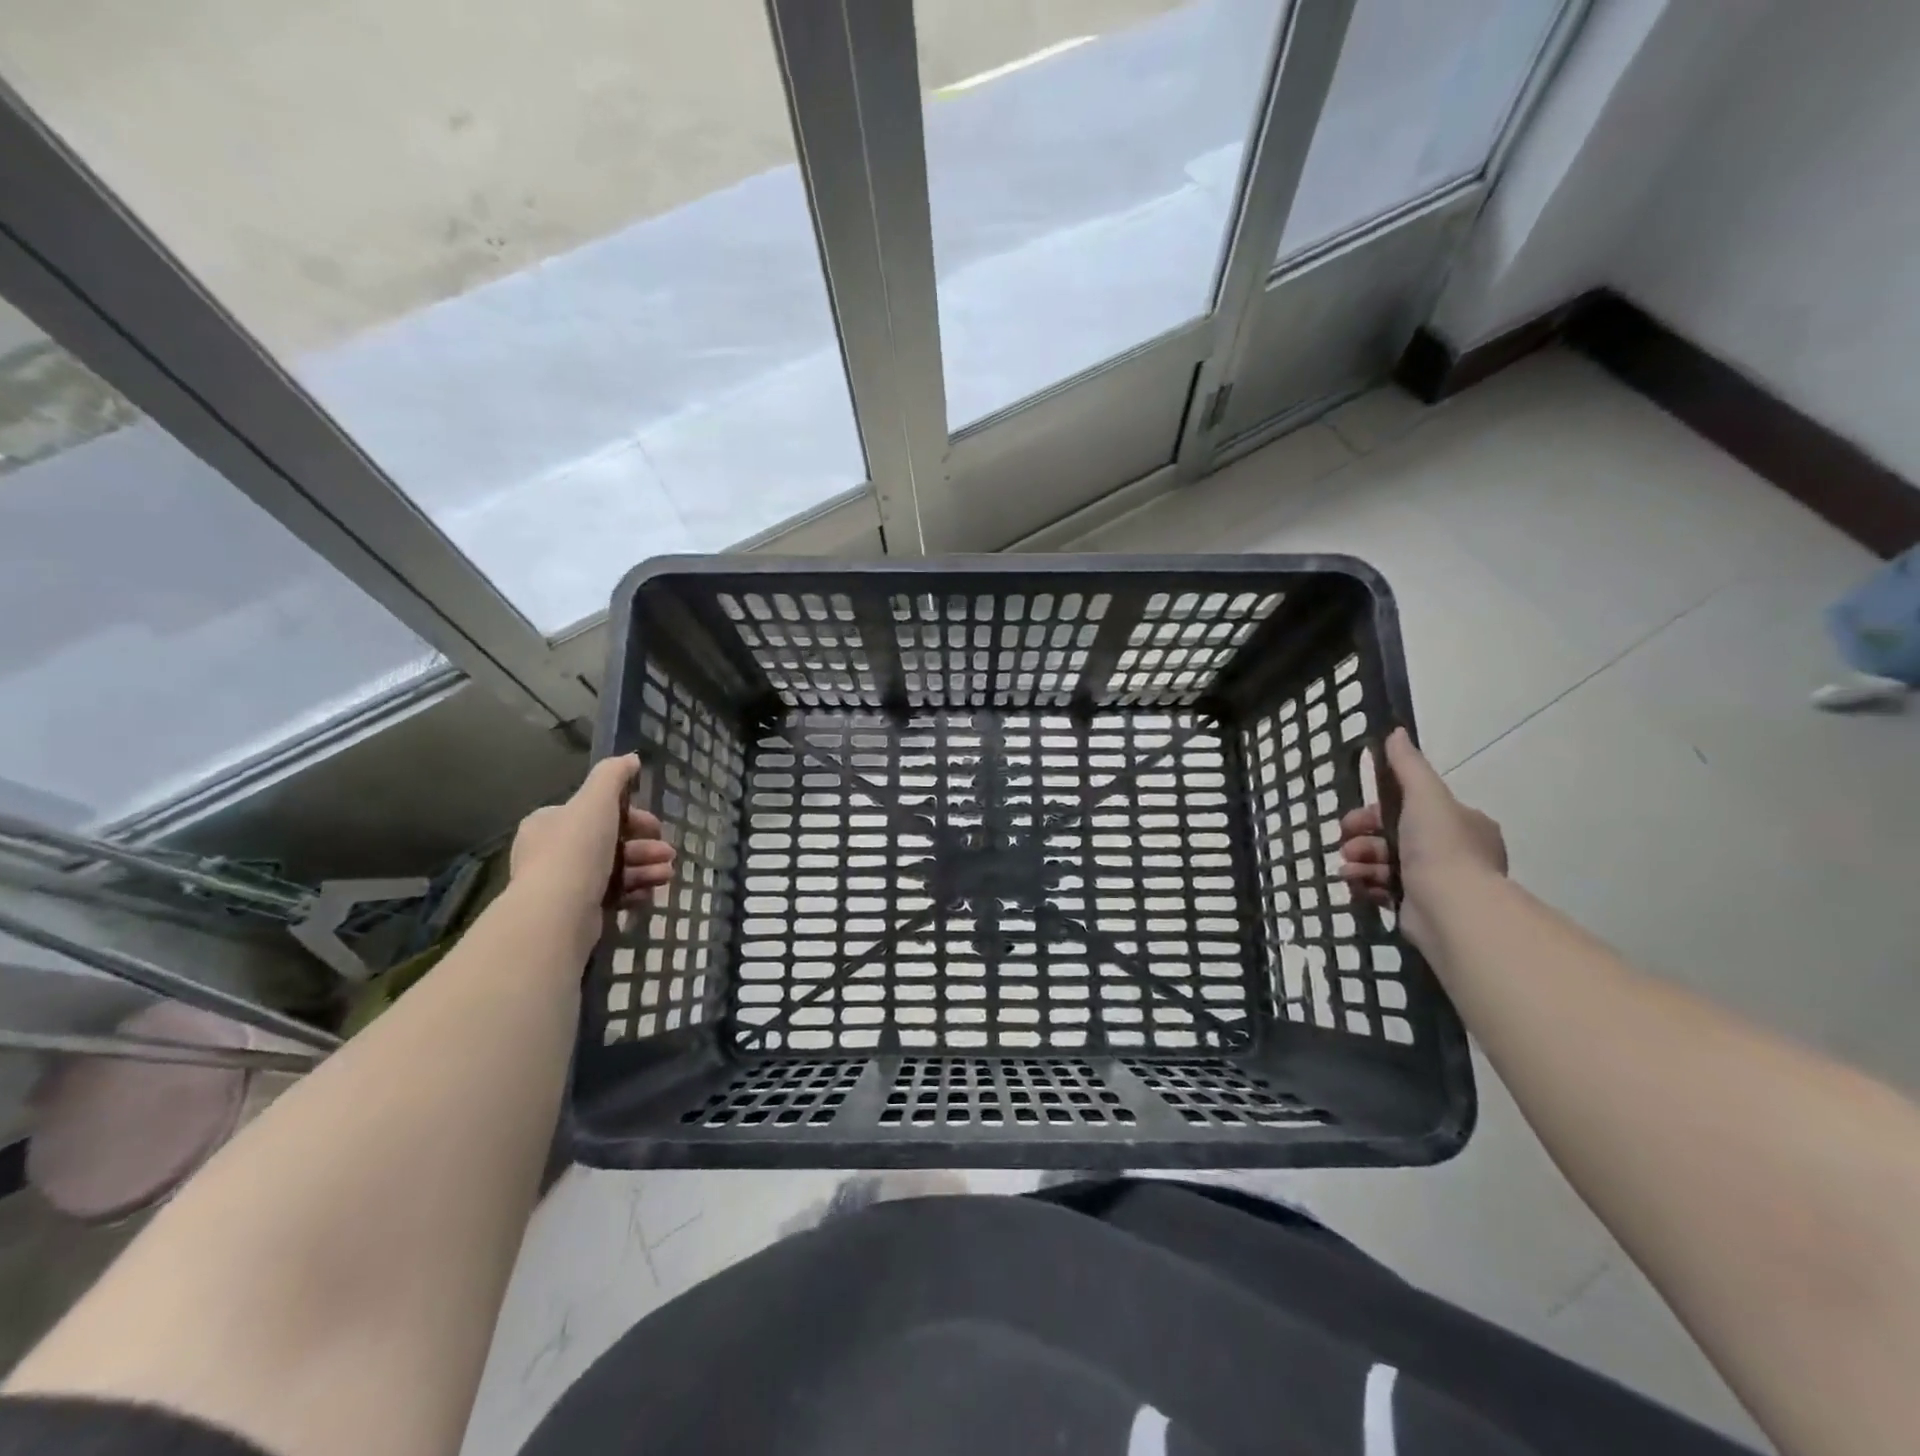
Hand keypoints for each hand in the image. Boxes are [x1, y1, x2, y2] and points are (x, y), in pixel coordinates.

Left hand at [510, 755, 675, 938]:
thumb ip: (614, 775)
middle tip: (669, 853)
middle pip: (611, 842)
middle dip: (645, 846)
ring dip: (646, 868)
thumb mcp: (596, 800)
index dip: (631, 816)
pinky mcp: (576, 911)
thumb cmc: (577, 849)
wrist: (558, 912)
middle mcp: (553, 851)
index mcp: (551, 822)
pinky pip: (612, 895)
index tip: (656, 826)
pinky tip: (652, 893)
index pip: (596, 812)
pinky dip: (635, 891)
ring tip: (668, 874)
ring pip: (615, 869)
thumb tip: (631, 758)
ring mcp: (564, 883)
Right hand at [1338, 728, 1505, 951]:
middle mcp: (1452, 851)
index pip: (1410, 808)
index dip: (1376, 811)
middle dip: (1362, 839)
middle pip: (1392, 836)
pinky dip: (1366, 886)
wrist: (1451, 909)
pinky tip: (1355, 885)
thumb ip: (1407, 766)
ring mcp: (1436, 882)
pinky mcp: (1418, 907)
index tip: (1355, 819)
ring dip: (1359, 862)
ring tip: (1348, 870)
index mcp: (1461, 823)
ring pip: (1384, 863)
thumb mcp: (1424, 796)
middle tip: (1345, 844)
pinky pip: (1383, 890)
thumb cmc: (1440, 847)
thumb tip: (1395, 731)